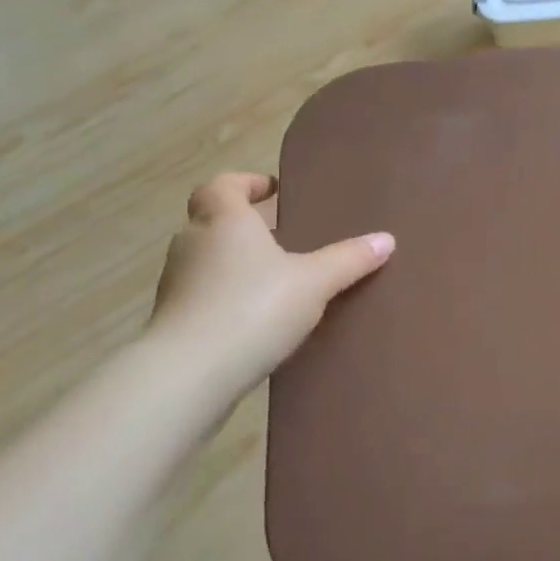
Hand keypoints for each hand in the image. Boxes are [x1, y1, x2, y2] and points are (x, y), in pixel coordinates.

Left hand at [147, 172, 392, 404]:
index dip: (246, 184)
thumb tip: (387, 240)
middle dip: (245, 227)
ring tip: (276, 281)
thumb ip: (349, 259)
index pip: (223, 185)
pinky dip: (225, 300)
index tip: (272, 191)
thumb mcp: (315, 281)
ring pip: (207, 261)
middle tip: (283, 237)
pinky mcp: (172, 324)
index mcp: (224, 220)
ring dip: (235, 265)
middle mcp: (192, 244)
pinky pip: (203, 298)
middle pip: (213, 222)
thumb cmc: (253, 308)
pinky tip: (257, 321)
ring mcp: (176, 285)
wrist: (187, 376)